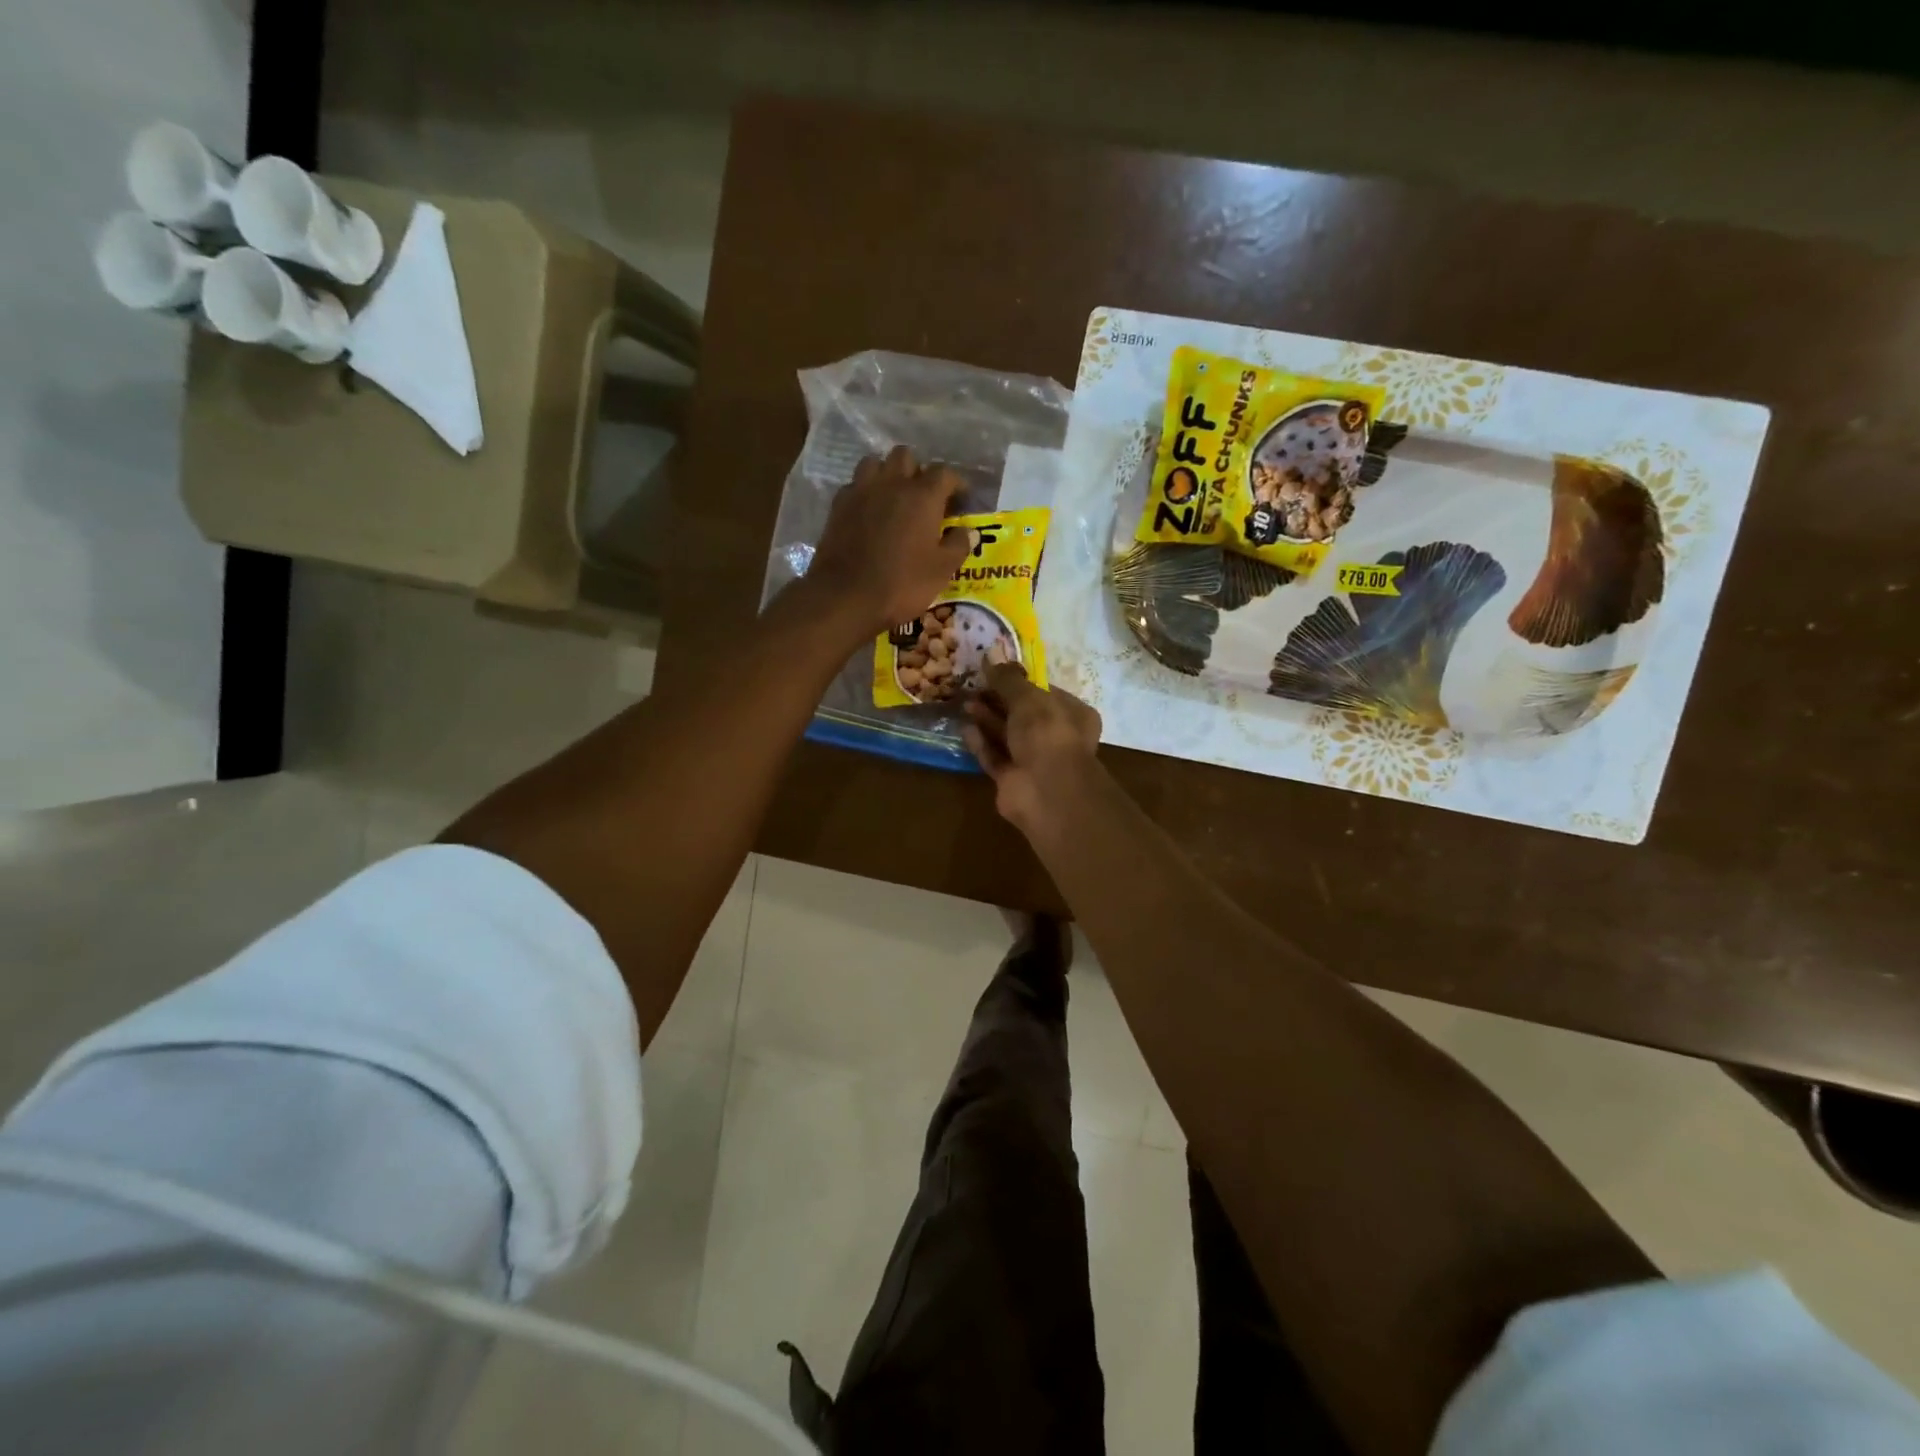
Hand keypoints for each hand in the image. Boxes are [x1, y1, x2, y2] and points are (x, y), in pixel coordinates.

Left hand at [806, 447, 971, 637]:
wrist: (845, 595)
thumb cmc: (902, 583)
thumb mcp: (941, 570)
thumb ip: (958, 545)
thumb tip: (968, 531)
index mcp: (923, 495)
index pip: (944, 473)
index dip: (956, 484)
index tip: (960, 501)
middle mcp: (892, 483)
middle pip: (906, 456)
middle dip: (917, 471)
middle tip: (923, 497)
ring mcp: (861, 490)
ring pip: (875, 463)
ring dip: (887, 474)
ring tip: (893, 497)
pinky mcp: (839, 505)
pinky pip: (855, 485)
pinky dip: (865, 492)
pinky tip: (869, 512)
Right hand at [962, 662, 1104, 832]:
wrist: (1046, 790)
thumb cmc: (1047, 734)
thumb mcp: (1027, 698)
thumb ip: (1008, 680)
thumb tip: (990, 657)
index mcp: (1072, 714)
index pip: (1045, 693)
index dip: (1019, 682)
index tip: (993, 673)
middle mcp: (1056, 737)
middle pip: (1023, 715)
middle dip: (998, 701)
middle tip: (974, 687)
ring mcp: (1034, 761)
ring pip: (1007, 736)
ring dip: (987, 720)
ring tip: (965, 703)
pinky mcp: (1013, 780)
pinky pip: (995, 757)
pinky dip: (981, 744)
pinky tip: (965, 728)